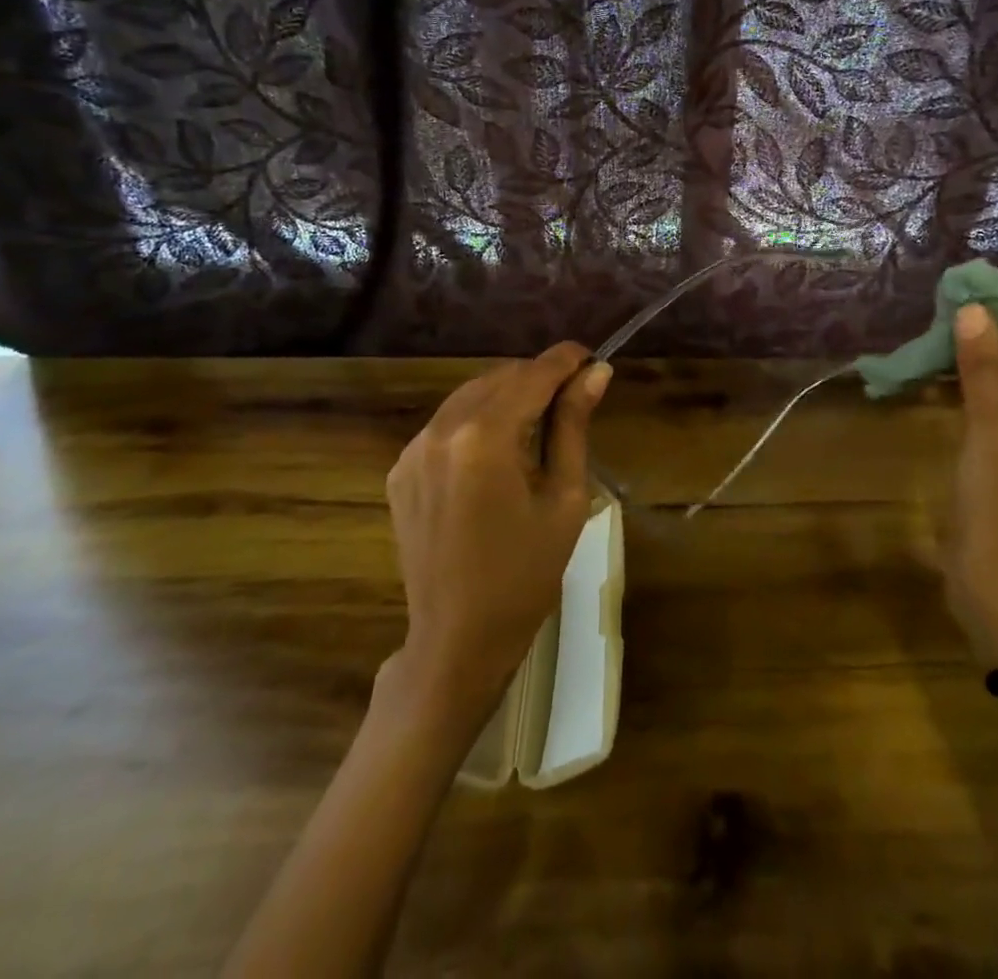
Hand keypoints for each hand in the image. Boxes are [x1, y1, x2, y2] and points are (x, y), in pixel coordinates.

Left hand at [383, 344, 611, 727]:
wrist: (457, 639)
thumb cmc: (526, 574)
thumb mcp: (565, 499)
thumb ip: (574, 426)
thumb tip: (597, 372)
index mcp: (484, 438)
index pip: (532, 375)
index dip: (565, 360)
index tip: (592, 357)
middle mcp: (441, 430)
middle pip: (499, 377)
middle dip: (538, 378)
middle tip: (573, 397)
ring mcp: (413, 449)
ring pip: (470, 395)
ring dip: (508, 396)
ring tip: (539, 423)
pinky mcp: (400, 468)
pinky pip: (446, 423)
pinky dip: (477, 421)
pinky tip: (498, 451)